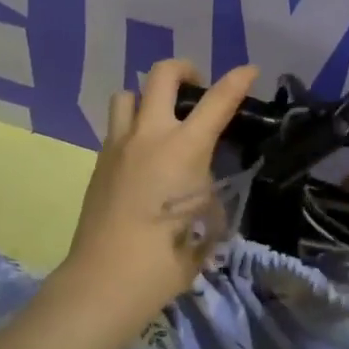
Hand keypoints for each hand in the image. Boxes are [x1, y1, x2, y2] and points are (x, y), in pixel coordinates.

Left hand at [60, 59, 259, 322]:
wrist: (106, 279)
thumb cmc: (168, 257)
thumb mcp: (209, 223)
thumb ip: (211, 190)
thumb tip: (205, 182)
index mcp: (184, 148)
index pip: (217, 101)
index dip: (237, 80)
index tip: (249, 70)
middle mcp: (149, 135)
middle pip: (162, 75)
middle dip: (184, 69)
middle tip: (196, 88)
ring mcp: (118, 145)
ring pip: (127, 94)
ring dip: (148, 96)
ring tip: (161, 119)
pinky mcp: (98, 162)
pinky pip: (116, 126)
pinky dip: (132, 126)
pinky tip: (143, 155)